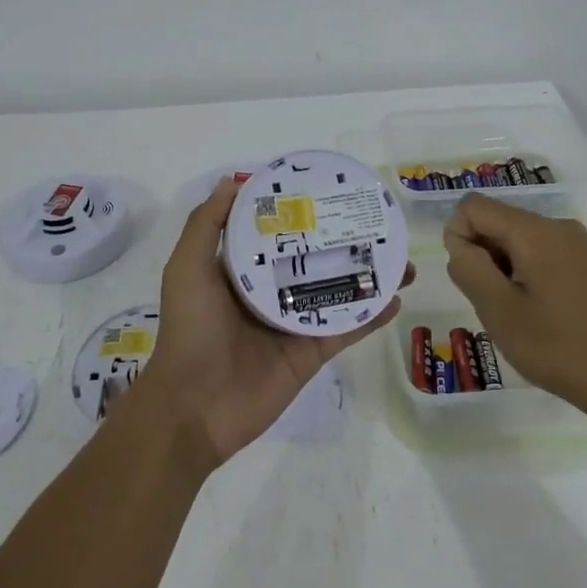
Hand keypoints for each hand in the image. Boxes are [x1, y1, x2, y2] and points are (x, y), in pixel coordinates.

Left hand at [137, 177, 412, 469]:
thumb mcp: (187, 268)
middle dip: (342, 240)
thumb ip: (207, 224)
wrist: (194, 407)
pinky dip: (372, 314)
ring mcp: (294, 323)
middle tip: (375, 220)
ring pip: (338, 290)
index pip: (275, 233)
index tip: (328, 189)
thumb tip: (233, 180)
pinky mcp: (312, 352)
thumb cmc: (190, 330)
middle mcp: (270, 292)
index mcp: (241, 271)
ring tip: (399, 256)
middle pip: (314, 259)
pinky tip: (396, 298)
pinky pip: (347, 328)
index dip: (299, 212)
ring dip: (367, 275)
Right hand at [442, 194, 586, 420]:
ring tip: (516, 314)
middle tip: (493, 303)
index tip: (470, 281)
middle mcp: (557, 226)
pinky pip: (539, 253)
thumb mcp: (499, 311)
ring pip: (517, 239)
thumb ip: (469, 268)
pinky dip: (524, 275)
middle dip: (481, 255)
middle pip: (497, 220)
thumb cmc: (558, 348)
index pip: (473, 207)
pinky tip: (537, 314)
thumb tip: (460, 244)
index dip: (458, 238)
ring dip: (502, 269)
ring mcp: (577, 245)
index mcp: (535, 231)